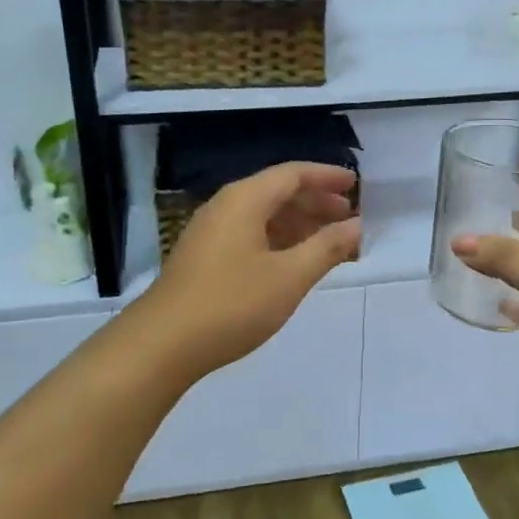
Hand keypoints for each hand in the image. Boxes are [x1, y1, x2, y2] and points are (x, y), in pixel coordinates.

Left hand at [135, 162, 361, 383]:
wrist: (163, 344)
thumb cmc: (232, 304)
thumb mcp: (289, 277)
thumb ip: (327, 247)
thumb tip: (356, 226)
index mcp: (245, 199)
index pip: (293, 174)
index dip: (326, 177)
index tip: (355, 185)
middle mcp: (226, 206)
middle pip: (277, 192)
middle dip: (315, 203)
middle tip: (349, 218)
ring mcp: (211, 232)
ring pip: (263, 216)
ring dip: (298, 224)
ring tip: (329, 243)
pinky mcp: (205, 257)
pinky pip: (250, 235)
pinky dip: (278, 241)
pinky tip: (294, 263)